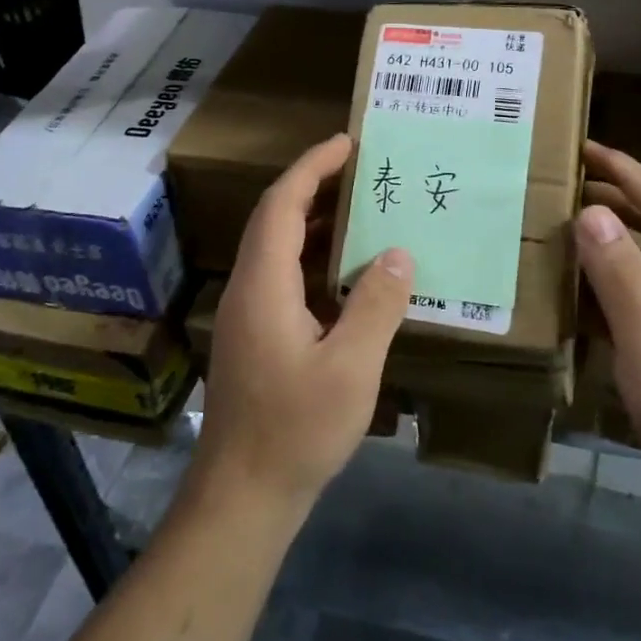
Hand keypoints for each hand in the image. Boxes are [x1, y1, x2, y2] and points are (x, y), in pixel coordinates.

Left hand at [191, 134, 414, 520]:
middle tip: (364, 171)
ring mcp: (249, 315)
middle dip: (316, 187)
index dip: (312, 168)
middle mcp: (250, 289)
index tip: (347, 143)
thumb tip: (397, 253)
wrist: (242, 497)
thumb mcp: (350, 368)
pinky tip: (351, 275)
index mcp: (265, 285)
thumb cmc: (295, 430)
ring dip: (317, 224)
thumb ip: (376, 305)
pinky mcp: (257, 338)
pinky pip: (285, 278)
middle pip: (277, 220)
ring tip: (365, 211)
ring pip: (280, 250)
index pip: (283, 205)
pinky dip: (316, 260)